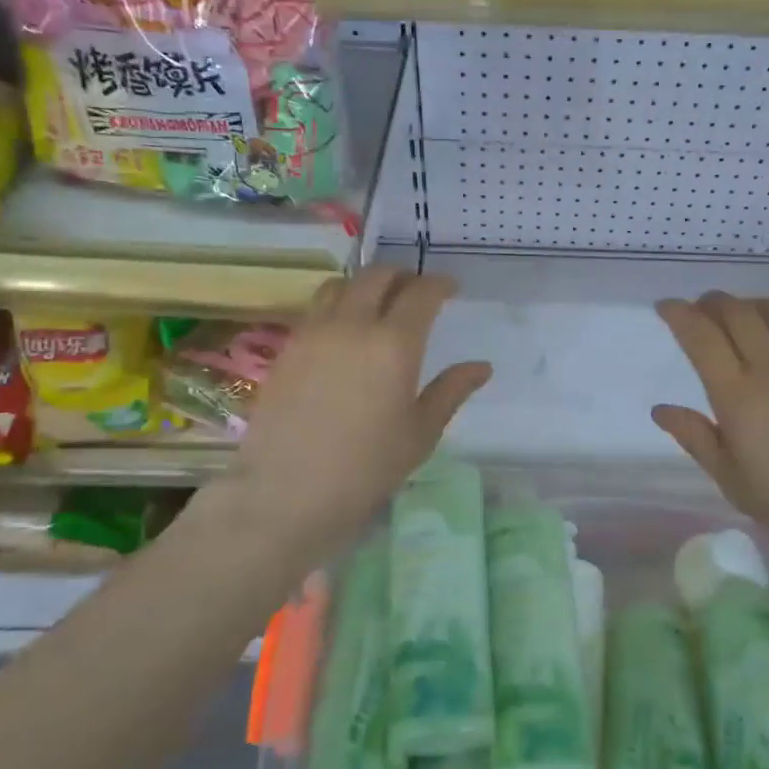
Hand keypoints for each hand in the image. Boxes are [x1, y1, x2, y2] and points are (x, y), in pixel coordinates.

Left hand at [216, 268, 490, 560]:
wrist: (288, 492)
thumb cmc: (367, 468)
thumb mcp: (420, 432)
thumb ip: (451, 391)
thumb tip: (482, 367)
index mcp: (394, 343)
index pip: (421, 293)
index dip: (440, 284)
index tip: (451, 289)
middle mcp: (352, 324)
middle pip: (377, 276)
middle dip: (402, 275)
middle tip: (416, 291)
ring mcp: (313, 333)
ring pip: (340, 285)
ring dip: (365, 285)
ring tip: (377, 304)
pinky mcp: (287, 348)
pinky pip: (316, 310)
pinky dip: (337, 305)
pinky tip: (344, 333)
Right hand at [653, 293, 768, 577]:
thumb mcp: (735, 483)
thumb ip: (697, 439)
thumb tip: (661, 409)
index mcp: (739, 400)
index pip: (701, 338)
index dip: (679, 314)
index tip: (666, 306)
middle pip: (736, 313)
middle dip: (712, 303)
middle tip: (702, 309)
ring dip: (750, 304)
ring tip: (741, 316)